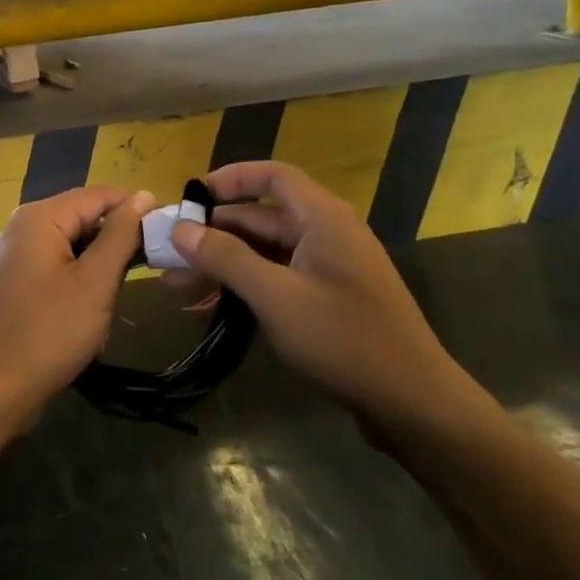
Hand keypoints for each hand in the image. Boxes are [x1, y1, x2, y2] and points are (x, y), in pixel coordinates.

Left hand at [0, 187, 153, 429]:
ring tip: (111, 304)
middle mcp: (21, 228)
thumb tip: (144, 196)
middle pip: (83, 219)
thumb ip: (121, 234)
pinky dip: (78, 285)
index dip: (136, 210)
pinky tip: (88, 317)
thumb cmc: (49, 333)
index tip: (167, 235)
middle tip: (143, 276)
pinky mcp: (14, 283)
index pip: (99, 195)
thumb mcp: (95, 282)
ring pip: (72, 248)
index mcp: (38, 218)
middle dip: (115, 245)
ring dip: (98, 272)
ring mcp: (14, 257)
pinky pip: (56, 269)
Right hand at [168, 162, 489, 441]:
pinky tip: (210, 309)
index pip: (271, 176)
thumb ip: (226, 258)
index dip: (229, 179)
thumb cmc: (343, 338)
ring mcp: (328, 268)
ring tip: (177, 288)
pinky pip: (277, 278)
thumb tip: (181, 229)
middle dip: (212, 234)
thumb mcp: (275, 296)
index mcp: (322, 218)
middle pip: (260, 218)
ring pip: (264, 252)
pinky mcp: (328, 298)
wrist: (412, 402)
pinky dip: (244, 287)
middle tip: (168, 255)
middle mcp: (326, 233)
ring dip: (222, 265)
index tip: (189, 198)